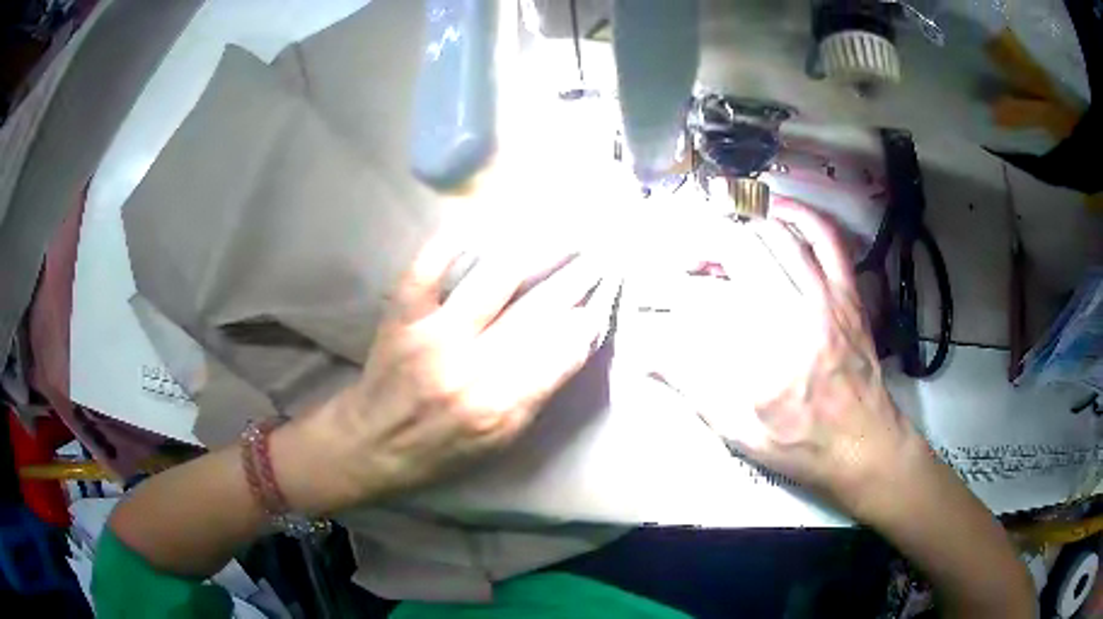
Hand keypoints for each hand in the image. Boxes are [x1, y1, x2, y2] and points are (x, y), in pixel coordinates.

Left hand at [273, 226, 613, 514]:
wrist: (369, 444)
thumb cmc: (438, 451)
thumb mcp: (498, 442)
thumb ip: (536, 395)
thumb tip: (572, 344)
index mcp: (499, 409)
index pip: (559, 353)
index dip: (584, 322)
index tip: (600, 300)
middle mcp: (470, 370)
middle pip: (535, 313)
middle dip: (573, 280)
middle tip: (596, 254)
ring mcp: (431, 338)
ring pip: (494, 281)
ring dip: (534, 251)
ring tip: (559, 231)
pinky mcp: (400, 319)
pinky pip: (427, 269)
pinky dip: (450, 242)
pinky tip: (476, 223)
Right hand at [652, 199, 917, 513]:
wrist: (863, 442)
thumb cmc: (802, 444)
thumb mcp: (740, 432)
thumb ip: (693, 388)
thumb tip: (645, 357)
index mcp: (763, 359)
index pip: (704, 302)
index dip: (670, 290)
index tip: (655, 293)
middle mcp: (794, 317)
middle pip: (740, 252)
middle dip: (702, 246)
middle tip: (687, 260)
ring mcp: (826, 298)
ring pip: (776, 237)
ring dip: (740, 229)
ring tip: (721, 240)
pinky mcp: (847, 293)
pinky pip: (826, 238)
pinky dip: (800, 214)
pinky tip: (776, 209)